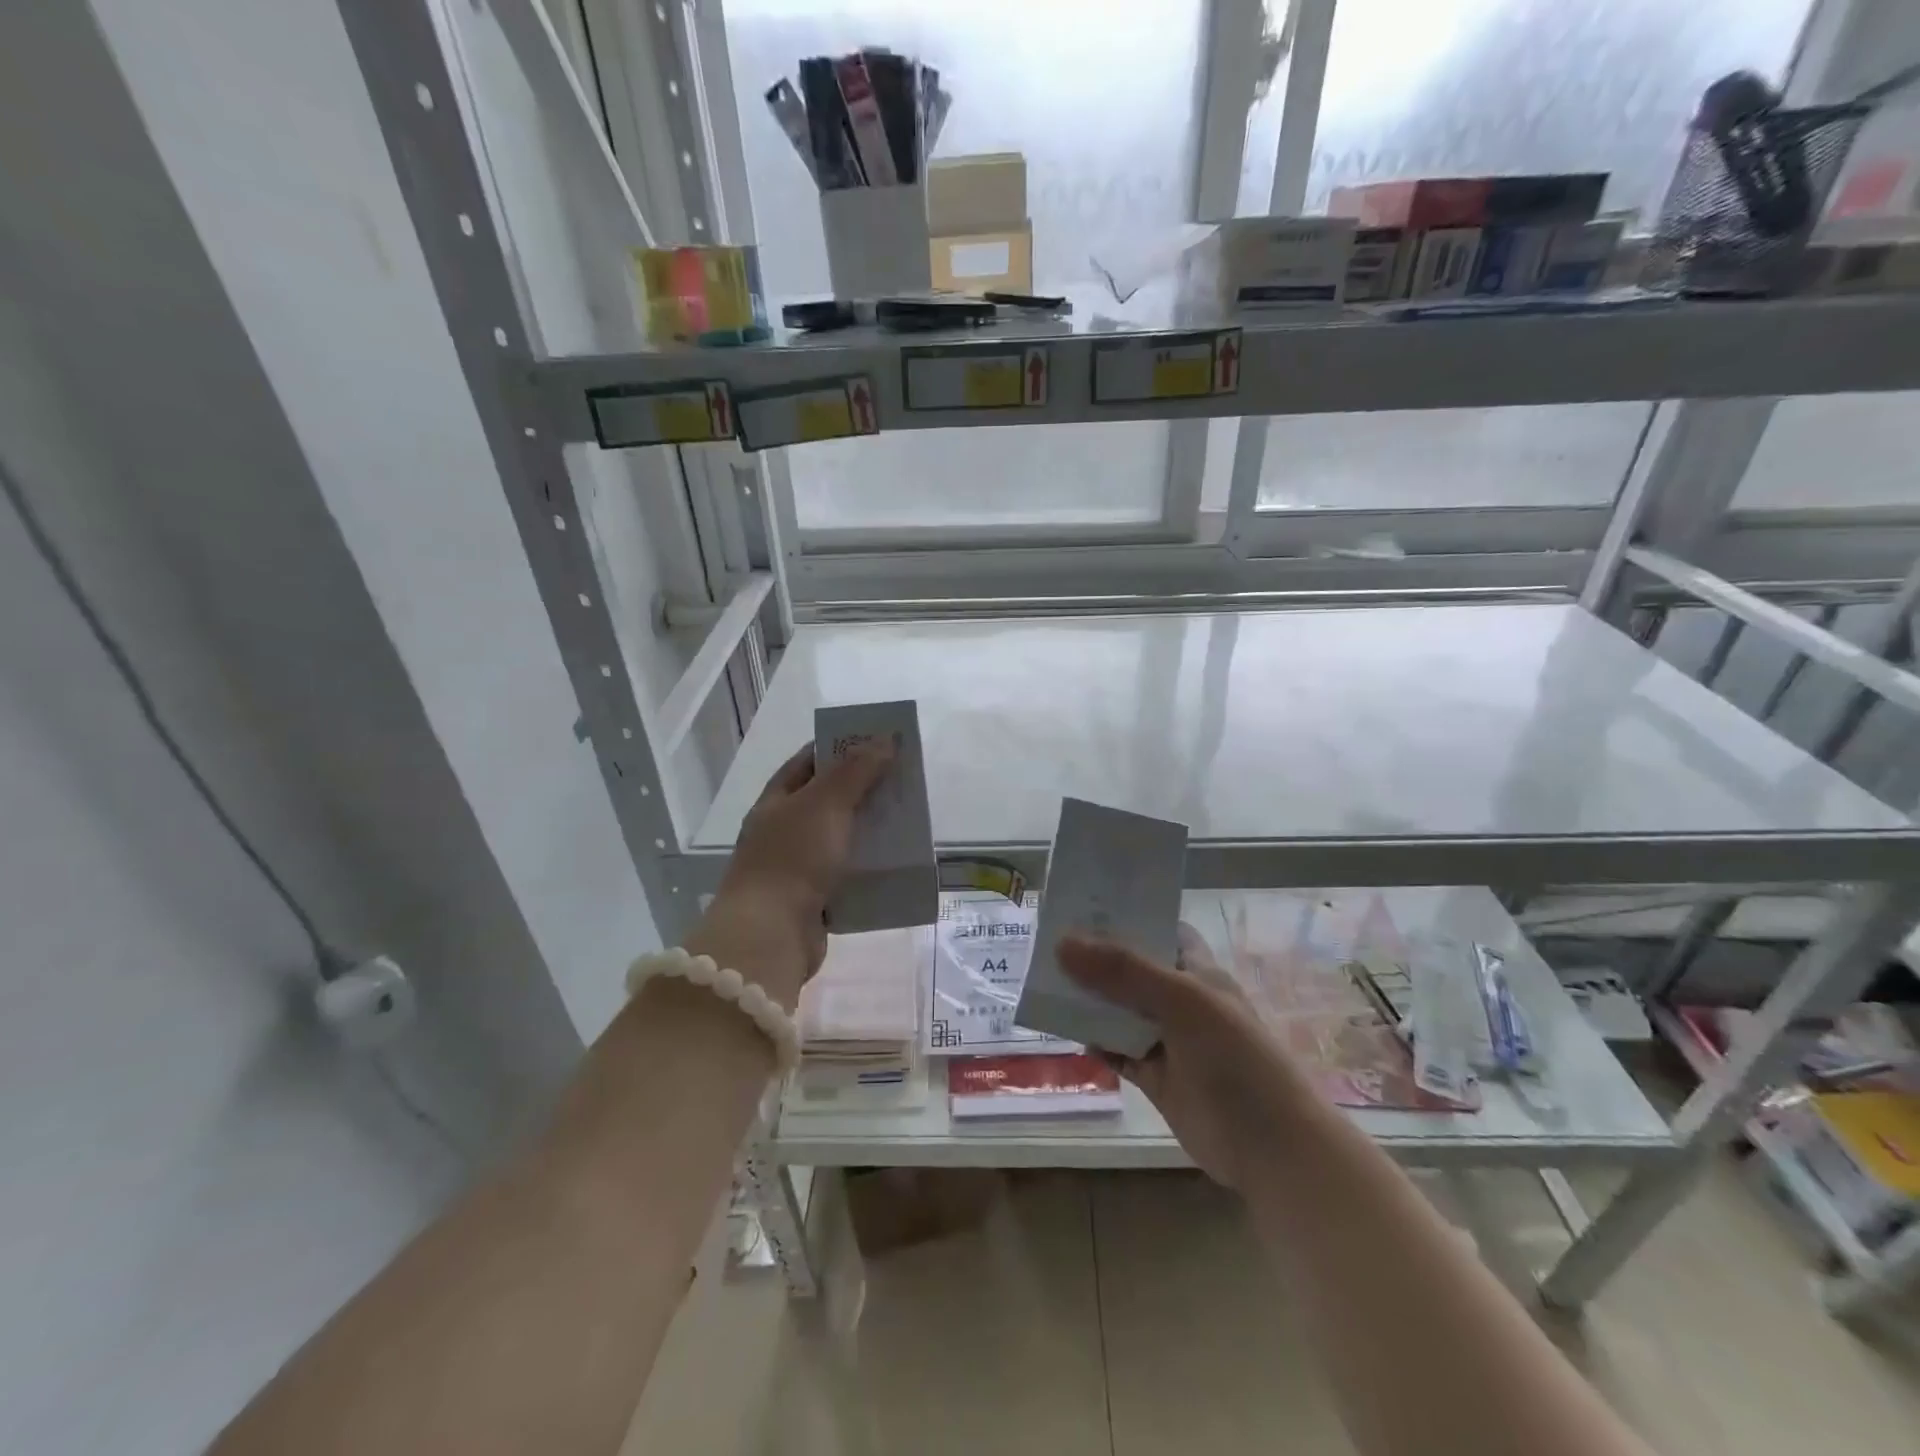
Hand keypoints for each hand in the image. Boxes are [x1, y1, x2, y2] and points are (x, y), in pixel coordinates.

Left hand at [684, 741, 894, 1009]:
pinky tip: (896, 862)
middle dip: (862, 789)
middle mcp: (782, 830)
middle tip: (902, 780)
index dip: (840, 748)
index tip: (876, 742)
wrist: (771, 935)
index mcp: (776, 801)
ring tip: (906, 819)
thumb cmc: (793, 858)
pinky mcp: (813, 899)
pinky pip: (846, 874)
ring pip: (839, 838)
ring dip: (868, 830)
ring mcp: (796, 866)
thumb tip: (884, 739)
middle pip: (827, 800)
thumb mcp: (826, 804)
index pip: (808, 761)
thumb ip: (856, 771)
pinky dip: (868, 868)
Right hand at [1060, 925, 1300, 1188]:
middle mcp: (1182, 1001)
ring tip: (1046, 984)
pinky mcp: (1157, 1078)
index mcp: (1197, 971)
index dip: (1127, 918)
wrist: (1270, 1146)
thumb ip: (1122, 970)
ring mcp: (1169, 1041)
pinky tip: (1069, 1035)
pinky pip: (1119, 1052)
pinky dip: (1096, 1044)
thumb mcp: (1180, 1000)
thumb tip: (1062, 942)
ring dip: (1090, 1002)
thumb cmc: (1234, 1056)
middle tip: (1048, 944)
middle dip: (1096, 960)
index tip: (1082, 909)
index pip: (1161, 931)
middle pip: (1132, 970)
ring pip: (1121, 1012)